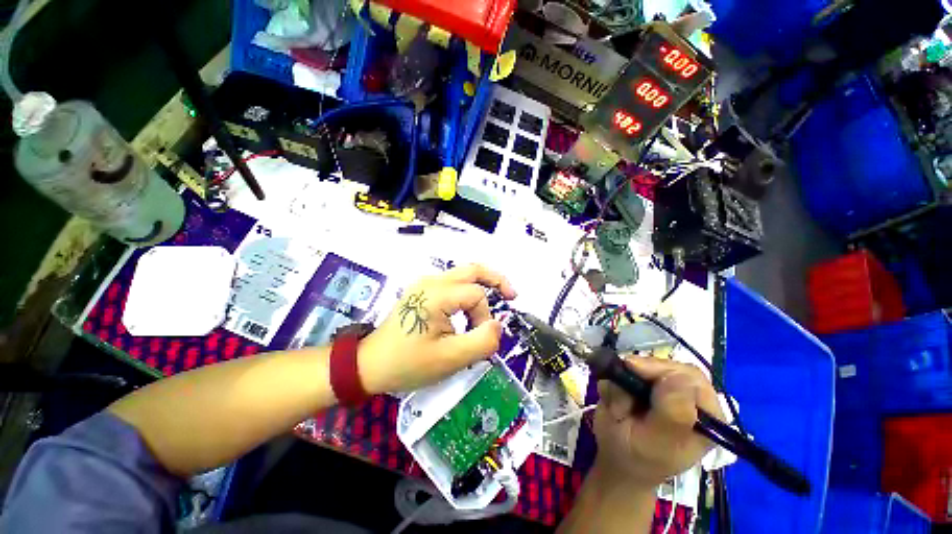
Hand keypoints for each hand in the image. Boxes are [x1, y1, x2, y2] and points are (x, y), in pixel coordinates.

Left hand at [357, 264, 516, 393]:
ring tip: (495, 300)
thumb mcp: (450, 359)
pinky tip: (471, 307)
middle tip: (512, 295)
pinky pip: (452, 283)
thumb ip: (482, 341)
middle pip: (473, 269)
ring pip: (463, 274)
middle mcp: (432, 281)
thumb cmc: (408, 363)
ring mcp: (425, 284)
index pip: (477, 295)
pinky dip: (468, 291)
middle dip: (496, 280)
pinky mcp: (422, 291)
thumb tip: (497, 325)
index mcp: (437, 294)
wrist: (369, 364)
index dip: (484, 316)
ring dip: (482, 285)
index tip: (478, 339)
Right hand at [592, 357, 722, 489]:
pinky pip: (625, 372)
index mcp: (705, 416)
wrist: (616, 465)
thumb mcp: (657, 443)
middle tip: (619, 383)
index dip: (662, 370)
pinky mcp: (642, 385)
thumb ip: (673, 414)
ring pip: (643, 366)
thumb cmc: (639, 459)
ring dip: (623, 380)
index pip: (691, 378)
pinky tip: (612, 402)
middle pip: (668, 366)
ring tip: (616, 407)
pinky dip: (614, 383)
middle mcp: (688, 399)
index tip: (632, 370)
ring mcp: (663, 389)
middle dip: (639, 374)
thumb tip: (678, 377)